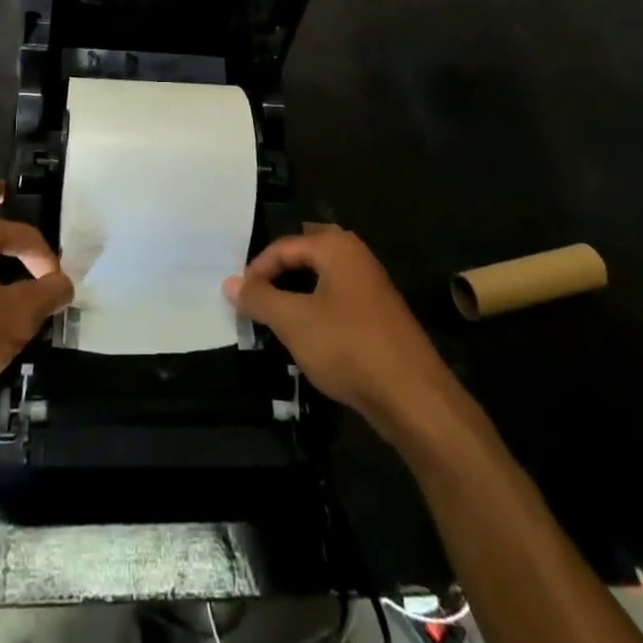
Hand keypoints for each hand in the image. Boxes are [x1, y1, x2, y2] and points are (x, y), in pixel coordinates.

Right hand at [225, 225, 459, 438]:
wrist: (413, 397)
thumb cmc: (348, 347)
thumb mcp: (294, 322)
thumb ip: (259, 299)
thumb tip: (230, 283)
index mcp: (336, 247)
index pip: (283, 246)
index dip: (256, 270)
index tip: (238, 298)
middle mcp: (356, 256)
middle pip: (304, 255)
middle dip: (278, 274)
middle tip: (254, 299)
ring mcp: (371, 285)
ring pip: (322, 279)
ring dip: (296, 293)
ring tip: (275, 319)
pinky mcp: (379, 315)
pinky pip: (337, 299)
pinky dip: (316, 309)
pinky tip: (307, 336)